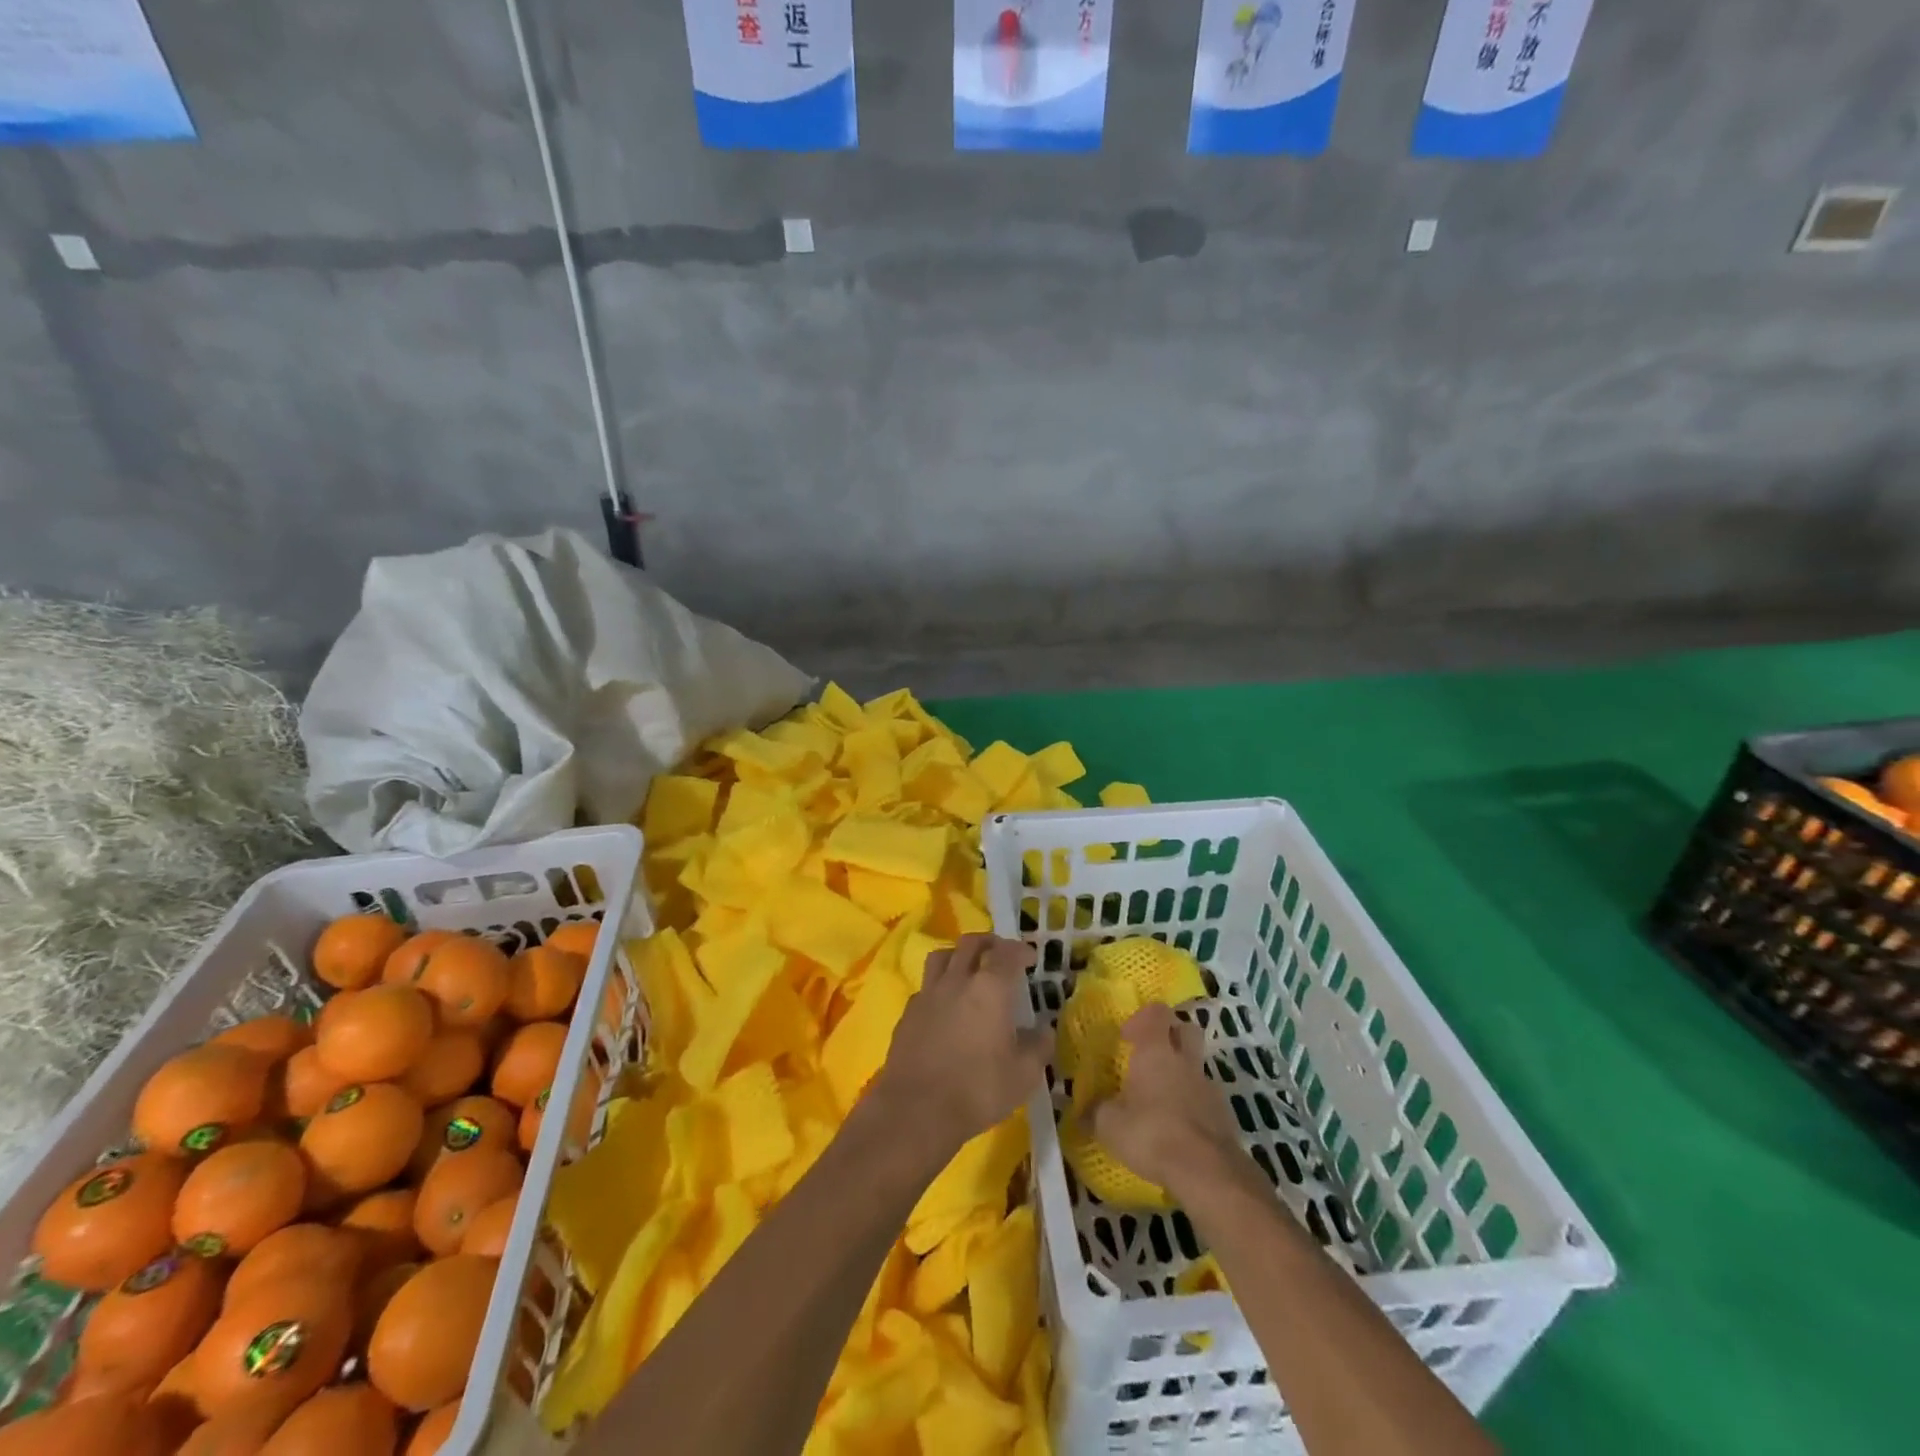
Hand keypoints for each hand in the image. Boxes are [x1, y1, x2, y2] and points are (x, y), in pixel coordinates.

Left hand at [869, 934, 1053, 1154]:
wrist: (916, 1109)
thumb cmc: (977, 1089)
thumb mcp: (1023, 1075)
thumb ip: (1038, 1047)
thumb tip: (1044, 1030)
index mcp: (990, 988)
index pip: (1007, 953)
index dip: (1020, 950)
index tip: (1029, 957)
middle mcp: (957, 980)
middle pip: (970, 943)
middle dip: (988, 942)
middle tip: (999, 953)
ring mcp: (928, 994)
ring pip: (941, 956)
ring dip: (958, 955)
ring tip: (968, 969)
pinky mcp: (908, 1013)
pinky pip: (926, 986)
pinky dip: (939, 986)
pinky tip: (945, 1005)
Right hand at [1086, 1002, 1247, 1197]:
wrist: (1207, 1171)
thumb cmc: (1152, 1134)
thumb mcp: (1110, 1126)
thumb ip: (1094, 1112)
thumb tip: (1080, 1110)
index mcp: (1156, 1051)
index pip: (1156, 1012)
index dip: (1142, 1018)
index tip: (1126, 1038)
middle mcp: (1185, 1060)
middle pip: (1185, 1029)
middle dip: (1170, 1036)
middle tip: (1149, 1056)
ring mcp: (1208, 1086)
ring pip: (1195, 1065)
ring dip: (1180, 1073)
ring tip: (1160, 1100)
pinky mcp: (1224, 1113)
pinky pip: (1205, 1096)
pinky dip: (1192, 1103)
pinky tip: (1178, 1128)